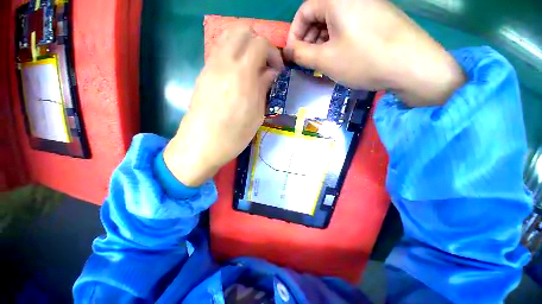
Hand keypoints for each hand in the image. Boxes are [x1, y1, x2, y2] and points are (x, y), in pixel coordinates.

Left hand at [163, 26, 283, 185]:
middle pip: (241, 30)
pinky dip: (232, 54)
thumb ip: (263, 88)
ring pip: (227, 37)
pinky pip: (219, 51)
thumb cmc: (233, 136)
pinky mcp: (203, 74)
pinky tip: (237, 75)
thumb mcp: (256, 115)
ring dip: (244, 45)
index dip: (273, 54)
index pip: (260, 43)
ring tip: (251, 67)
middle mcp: (224, 63)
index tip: (277, 71)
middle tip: (264, 64)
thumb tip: (270, 72)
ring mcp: (210, 66)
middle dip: (258, 42)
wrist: (201, 145)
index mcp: (242, 74)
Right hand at [284, 0, 464, 106]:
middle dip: (308, 40)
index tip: (292, 55)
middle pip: (318, 16)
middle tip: (307, 62)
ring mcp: (368, 5)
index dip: (294, 34)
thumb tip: (286, 51)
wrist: (412, 65)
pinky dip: (337, 42)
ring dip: (322, 43)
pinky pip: (348, 27)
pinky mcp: (377, 18)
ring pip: (333, 23)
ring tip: (321, 63)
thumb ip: (300, 54)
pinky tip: (338, 58)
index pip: (303, 11)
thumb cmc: (363, 59)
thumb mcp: (325, 59)